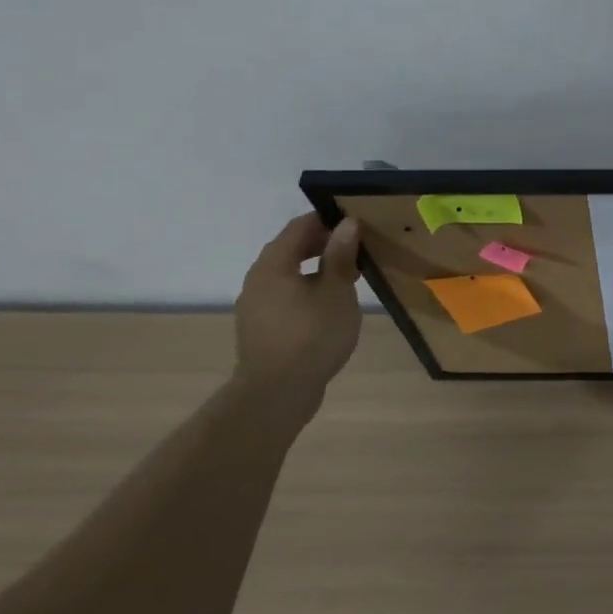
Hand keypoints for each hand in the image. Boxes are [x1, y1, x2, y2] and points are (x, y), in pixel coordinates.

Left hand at [234, 213, 362, 400]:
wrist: (277, 393)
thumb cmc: (312, 335)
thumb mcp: (337, 291)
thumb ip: (340, 256)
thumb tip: (346, 223)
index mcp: (273, 265)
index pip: (298, 227)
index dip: (327, 220)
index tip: (355, 222)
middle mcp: (257, 279)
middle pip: (290, 249)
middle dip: (323, 245)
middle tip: (357, 250)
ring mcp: (255, 305)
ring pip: (287, 275)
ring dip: (316, 270)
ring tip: (348, 279)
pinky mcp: (260, 328)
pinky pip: (285, 296)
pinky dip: (306, 290)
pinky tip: (329, 306)